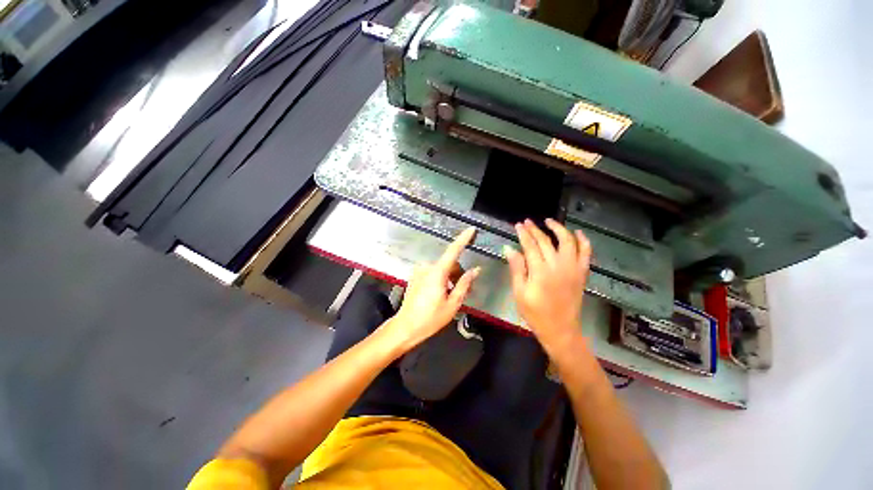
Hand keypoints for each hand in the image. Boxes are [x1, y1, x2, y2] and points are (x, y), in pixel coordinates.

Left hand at [381, 227, 480, 353]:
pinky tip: (440, 293)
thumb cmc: (431, 318)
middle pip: (449, 264)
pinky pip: (432, 272)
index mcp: (437, 272)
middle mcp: (427, 267)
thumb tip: (476, 270)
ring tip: (451, 295)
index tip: (471, 229)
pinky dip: (440, 278)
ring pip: (441, 268)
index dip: (463, 239)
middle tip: (464, 291)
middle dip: (458, 273)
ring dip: (449, 277)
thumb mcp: (453, 303)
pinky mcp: (415, 276)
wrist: (405, 327)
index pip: (453, 251)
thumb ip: (465, 284)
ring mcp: (419, 271)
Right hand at [504, 219, 591, 351]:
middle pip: (546, 241)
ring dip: (559, 229)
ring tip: (549, 221)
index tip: (518, 225)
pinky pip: (586, 253)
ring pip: (568, 241)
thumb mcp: (519, 292)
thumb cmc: (535, 313)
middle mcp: (558, 266)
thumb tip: (509, 248)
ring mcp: (573, 268)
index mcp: (540, 271)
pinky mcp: (582, 273)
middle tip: (527, 222)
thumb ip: (516, 268)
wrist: (561, 330)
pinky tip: (578, 233)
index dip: (523, 234)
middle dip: (535, 229)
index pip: (530, 245)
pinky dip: (583, 241)